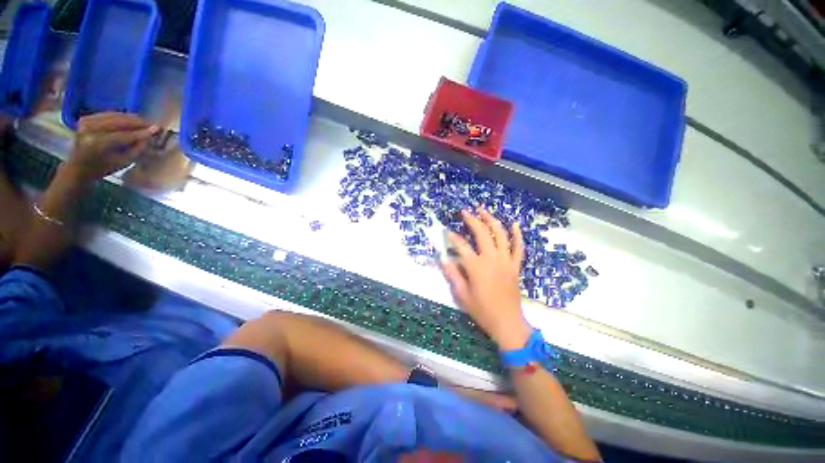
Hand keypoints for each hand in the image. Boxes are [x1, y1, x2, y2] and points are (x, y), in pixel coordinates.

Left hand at [63, 112, 158, 183]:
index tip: (158, 129)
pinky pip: (108, 115)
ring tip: (145, 123)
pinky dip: (121, 117)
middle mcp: (90, 129)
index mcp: (97, 144)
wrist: (78, 168)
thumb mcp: (122, 163)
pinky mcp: (87, 118)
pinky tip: (131, 121)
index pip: (124, 135)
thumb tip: (150, 137)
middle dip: (137, 122)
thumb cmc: (102, 169)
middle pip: (118, 121)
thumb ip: (137, 149)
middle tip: (153, 125)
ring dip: (131, 119)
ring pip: (114, 115)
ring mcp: (86, 122)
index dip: (142, 132)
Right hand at [441, 208, 531, 350]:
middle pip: (482, 233)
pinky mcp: (515, 265)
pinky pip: (519, 247)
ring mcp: (506, 260)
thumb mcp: (462, 295)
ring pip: (500, 234)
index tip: (447, 232)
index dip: (452, 237)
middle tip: (465, 212)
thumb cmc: (482, 310)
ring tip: (484, 211)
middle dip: (472, 220)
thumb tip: (444, 259)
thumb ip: (453, 275)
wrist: (507, 322)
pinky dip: (517, 235)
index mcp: (476, 266)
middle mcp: (491, 258)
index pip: (461, 246)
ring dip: (492, 220)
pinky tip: (515, 224)